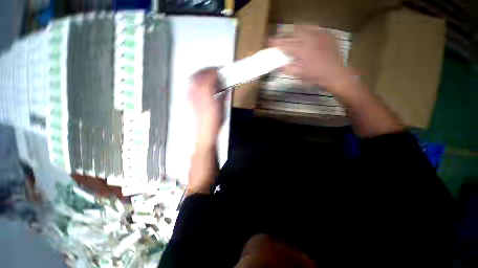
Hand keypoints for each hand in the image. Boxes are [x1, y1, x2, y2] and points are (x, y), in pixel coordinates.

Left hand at [188, 67, 223, 147]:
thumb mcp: (222, 107)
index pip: (210, 75)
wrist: (204, 133)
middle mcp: (196, 92)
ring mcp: (190, 96)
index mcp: (207, 93)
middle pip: (199, 74)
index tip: (221, 70)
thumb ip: (223, 93)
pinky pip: (190, 86)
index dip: (216, 70)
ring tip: (208, 76)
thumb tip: (224, 85)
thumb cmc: (214, 122)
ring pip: (193, 78)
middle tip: (215, 71)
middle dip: (208, 70)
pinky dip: (195, 82)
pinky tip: (200, 85)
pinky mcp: (188, 100)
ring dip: (201, 75)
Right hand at [271, 26, 347, 90]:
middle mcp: (311, 39)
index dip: (277, 43)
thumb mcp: (300, 75)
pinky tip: (306, 36)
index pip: (287, 45)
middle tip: (279, 39)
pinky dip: (307, 32)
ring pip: (304, 28)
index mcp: (303, 51)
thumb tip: (280, 66)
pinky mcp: (327, 35)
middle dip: (285, 36)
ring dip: (295, 32)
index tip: (269, 42)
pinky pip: (315, 29)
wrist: (336, 73)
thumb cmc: (316, 76)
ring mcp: (320, 35)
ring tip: (290, 35)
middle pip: (294, 34)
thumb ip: (289, 69)